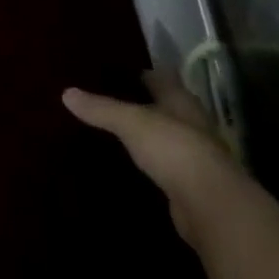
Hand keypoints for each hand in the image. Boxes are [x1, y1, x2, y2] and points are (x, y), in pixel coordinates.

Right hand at [63, 69, 248, 244]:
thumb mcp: (131, 122)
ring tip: (118, 132)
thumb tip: (66, 93)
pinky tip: (133, 166)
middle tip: (111, 100)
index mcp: (180, 100)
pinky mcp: (192, 186)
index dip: (140, 73)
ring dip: (149, 136)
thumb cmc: (173, 148)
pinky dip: (152, 164)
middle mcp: (191, 123)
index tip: (115, 72)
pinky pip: (167, 167)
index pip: (160, 77)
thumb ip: (101, 108)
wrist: (212, 206)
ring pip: (167, 137)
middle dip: (144, 104)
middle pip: (166, 107)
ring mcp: (195, 156)